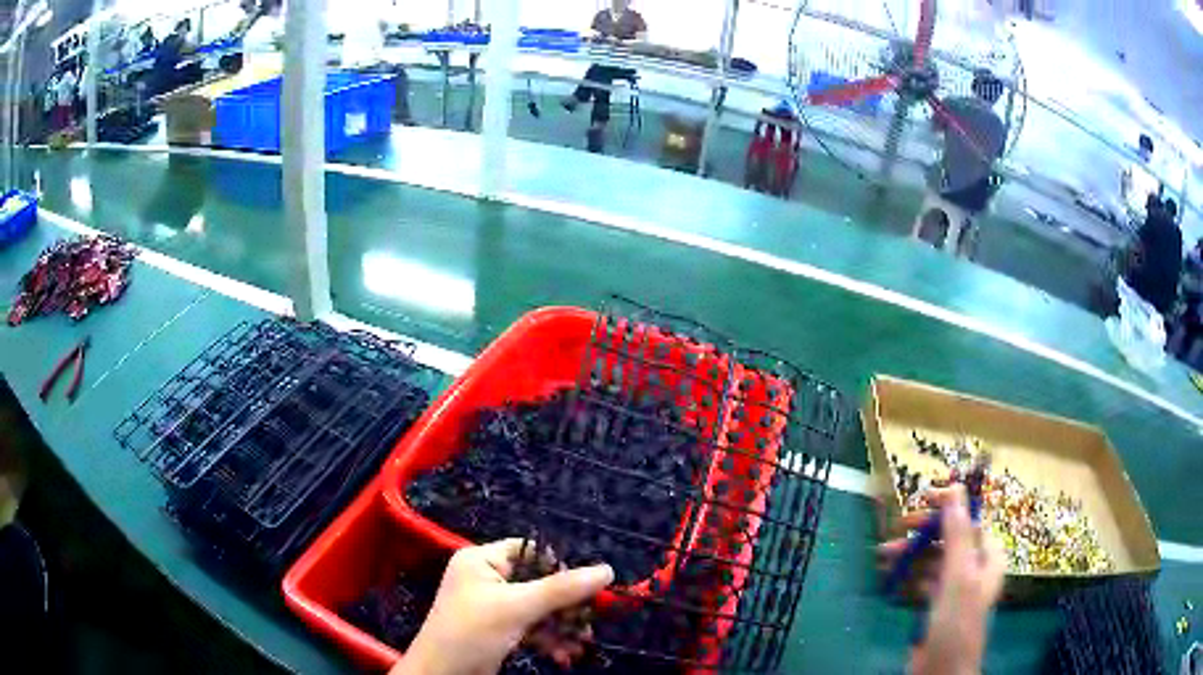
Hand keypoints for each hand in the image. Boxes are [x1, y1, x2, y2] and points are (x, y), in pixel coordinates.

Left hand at [391, 539, 613, 674]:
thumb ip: (562, 589)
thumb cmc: (472, 632)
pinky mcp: (499, 630)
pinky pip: (532, 627)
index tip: (586, 588)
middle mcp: (487, 578)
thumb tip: (607, 570)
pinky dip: (549, 640)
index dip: (559, 566)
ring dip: (562, 627)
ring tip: (581, 644)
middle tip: (590, 622)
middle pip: (539, 583)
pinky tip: (564, 655)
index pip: (529, 551)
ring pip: (539, 609)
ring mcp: (493, 606)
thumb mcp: (517, 608)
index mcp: (482, 560)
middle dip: (566, 607)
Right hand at [878, 486, 1004, 674]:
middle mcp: (973, 567)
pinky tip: (890, 577)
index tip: (923, 498)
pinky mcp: (935, 606)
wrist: (941, 672)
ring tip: (883, 557)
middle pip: (948, 538)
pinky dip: (906, 577)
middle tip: (897, 528)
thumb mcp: (959, 576)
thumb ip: (958, 534)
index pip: (970, 520)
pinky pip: (921, 582)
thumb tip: (955, 490)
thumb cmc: (957, 622)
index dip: (949, 506)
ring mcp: (953, 588)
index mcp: (988, 556)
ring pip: (931, 560)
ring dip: (909, 555)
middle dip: (922, 533)